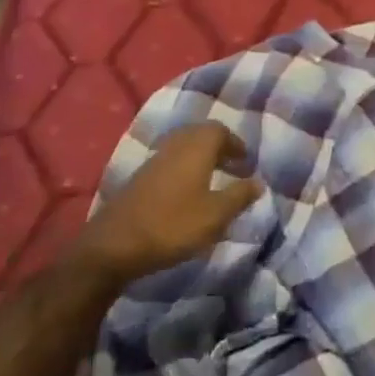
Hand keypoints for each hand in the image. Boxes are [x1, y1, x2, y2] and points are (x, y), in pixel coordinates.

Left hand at [71, 123, 262, 289]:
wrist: (115, 244)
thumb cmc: (173, 225)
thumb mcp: (216, 215)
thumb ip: (239, 196)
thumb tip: (259, 182)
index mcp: (196, 148)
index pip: (219, 130)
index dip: (235, 143)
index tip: (246, 161)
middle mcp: (175, 146)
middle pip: (199, 134)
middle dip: (218, 146)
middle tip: (232, 166)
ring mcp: (154, 161)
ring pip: (182, 147)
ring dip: (200, 157)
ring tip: (213, 178)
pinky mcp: (140, 178)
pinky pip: (169, 161)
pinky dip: (184, 168)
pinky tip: (188, 192)